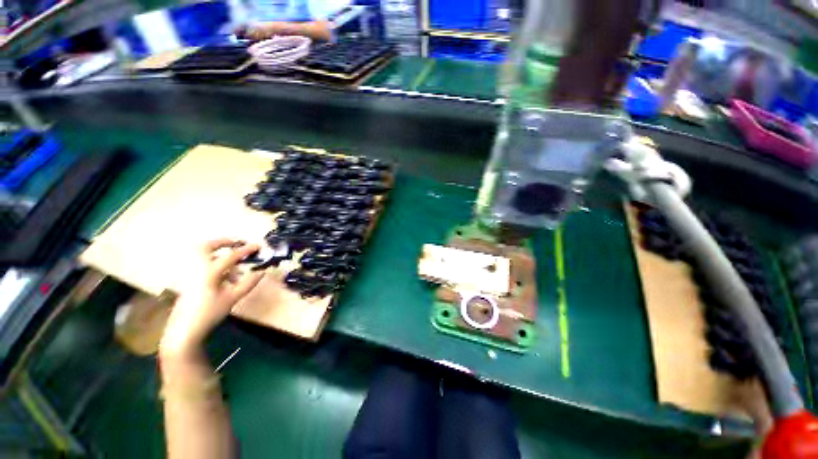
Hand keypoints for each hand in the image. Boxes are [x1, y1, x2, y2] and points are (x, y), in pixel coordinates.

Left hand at [160, 239, 263, 359]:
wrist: (185, 330)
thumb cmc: (209, 313)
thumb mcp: (233, 298)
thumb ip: (248, 283)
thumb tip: (262, 272)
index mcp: (209, 272)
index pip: (230, 256)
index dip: (246, 249)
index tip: (258, 245)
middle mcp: (198, 269)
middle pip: (205, 246)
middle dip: (222, 242)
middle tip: (236, 242)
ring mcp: (191, 274)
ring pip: (202, 255)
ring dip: (218, 252)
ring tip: (234, 260)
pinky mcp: (190, 281)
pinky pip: (202, 265)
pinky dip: (215, 264)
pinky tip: (227, 275)